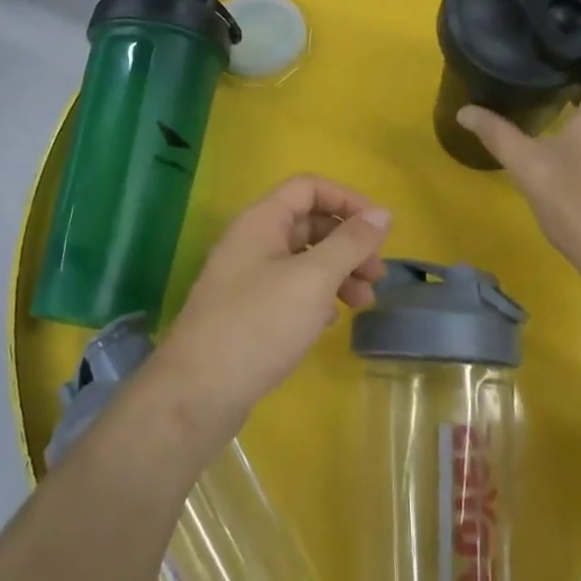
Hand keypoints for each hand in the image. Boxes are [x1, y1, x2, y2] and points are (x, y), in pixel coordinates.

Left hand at [153, 176, 391, 439]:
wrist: (197, 392)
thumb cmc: (259, 324)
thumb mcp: (313, 278)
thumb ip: (350, 243)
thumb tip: (382, 214)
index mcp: (261, 221)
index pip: (308, 187)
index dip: (347, 200)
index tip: (380, 229)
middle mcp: (251, 241)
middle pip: (308, 224)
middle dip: (347, 243)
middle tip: (376, 275)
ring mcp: (246, 278)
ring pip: (302, 259)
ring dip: (337, 273)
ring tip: (363, 303)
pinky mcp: (246, 312)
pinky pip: (289, 290)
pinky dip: (316, 297)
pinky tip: (330, 320)